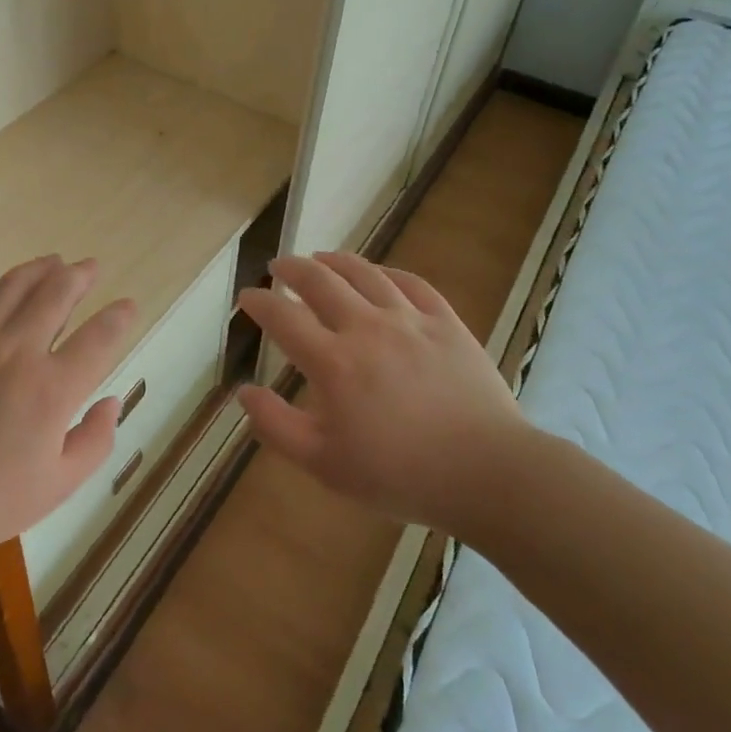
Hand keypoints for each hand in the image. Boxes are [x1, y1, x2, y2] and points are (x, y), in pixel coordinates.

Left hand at [0, 256, 136, 578]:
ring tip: (53, 261)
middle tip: (90, 267)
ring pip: (12, 285)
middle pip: (57, 294)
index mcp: (52, 388)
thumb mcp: (56, 487)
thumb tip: (113, 402)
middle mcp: (16, 351)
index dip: (119, 317)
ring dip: (38, 268)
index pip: (99, 337)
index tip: (128, 306)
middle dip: (80, 275)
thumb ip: (94, 441)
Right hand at [236, 252, 539, 532]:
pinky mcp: (446, 323)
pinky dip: (387, 272)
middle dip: (292, 269)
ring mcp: (410, 321)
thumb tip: (244, 392)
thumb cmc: (398, 474)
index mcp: (333, 362)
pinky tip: (379, 274)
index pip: (284, 317)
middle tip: (278, 266)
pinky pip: (411, 283)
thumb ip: (277, 426)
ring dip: (335, 261)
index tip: (247, 296)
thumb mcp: (324, 464)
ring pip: (365, 273)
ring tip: (320, 257)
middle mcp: (367, 328)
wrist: (486, 472)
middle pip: (320, 281)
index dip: (260, 302)